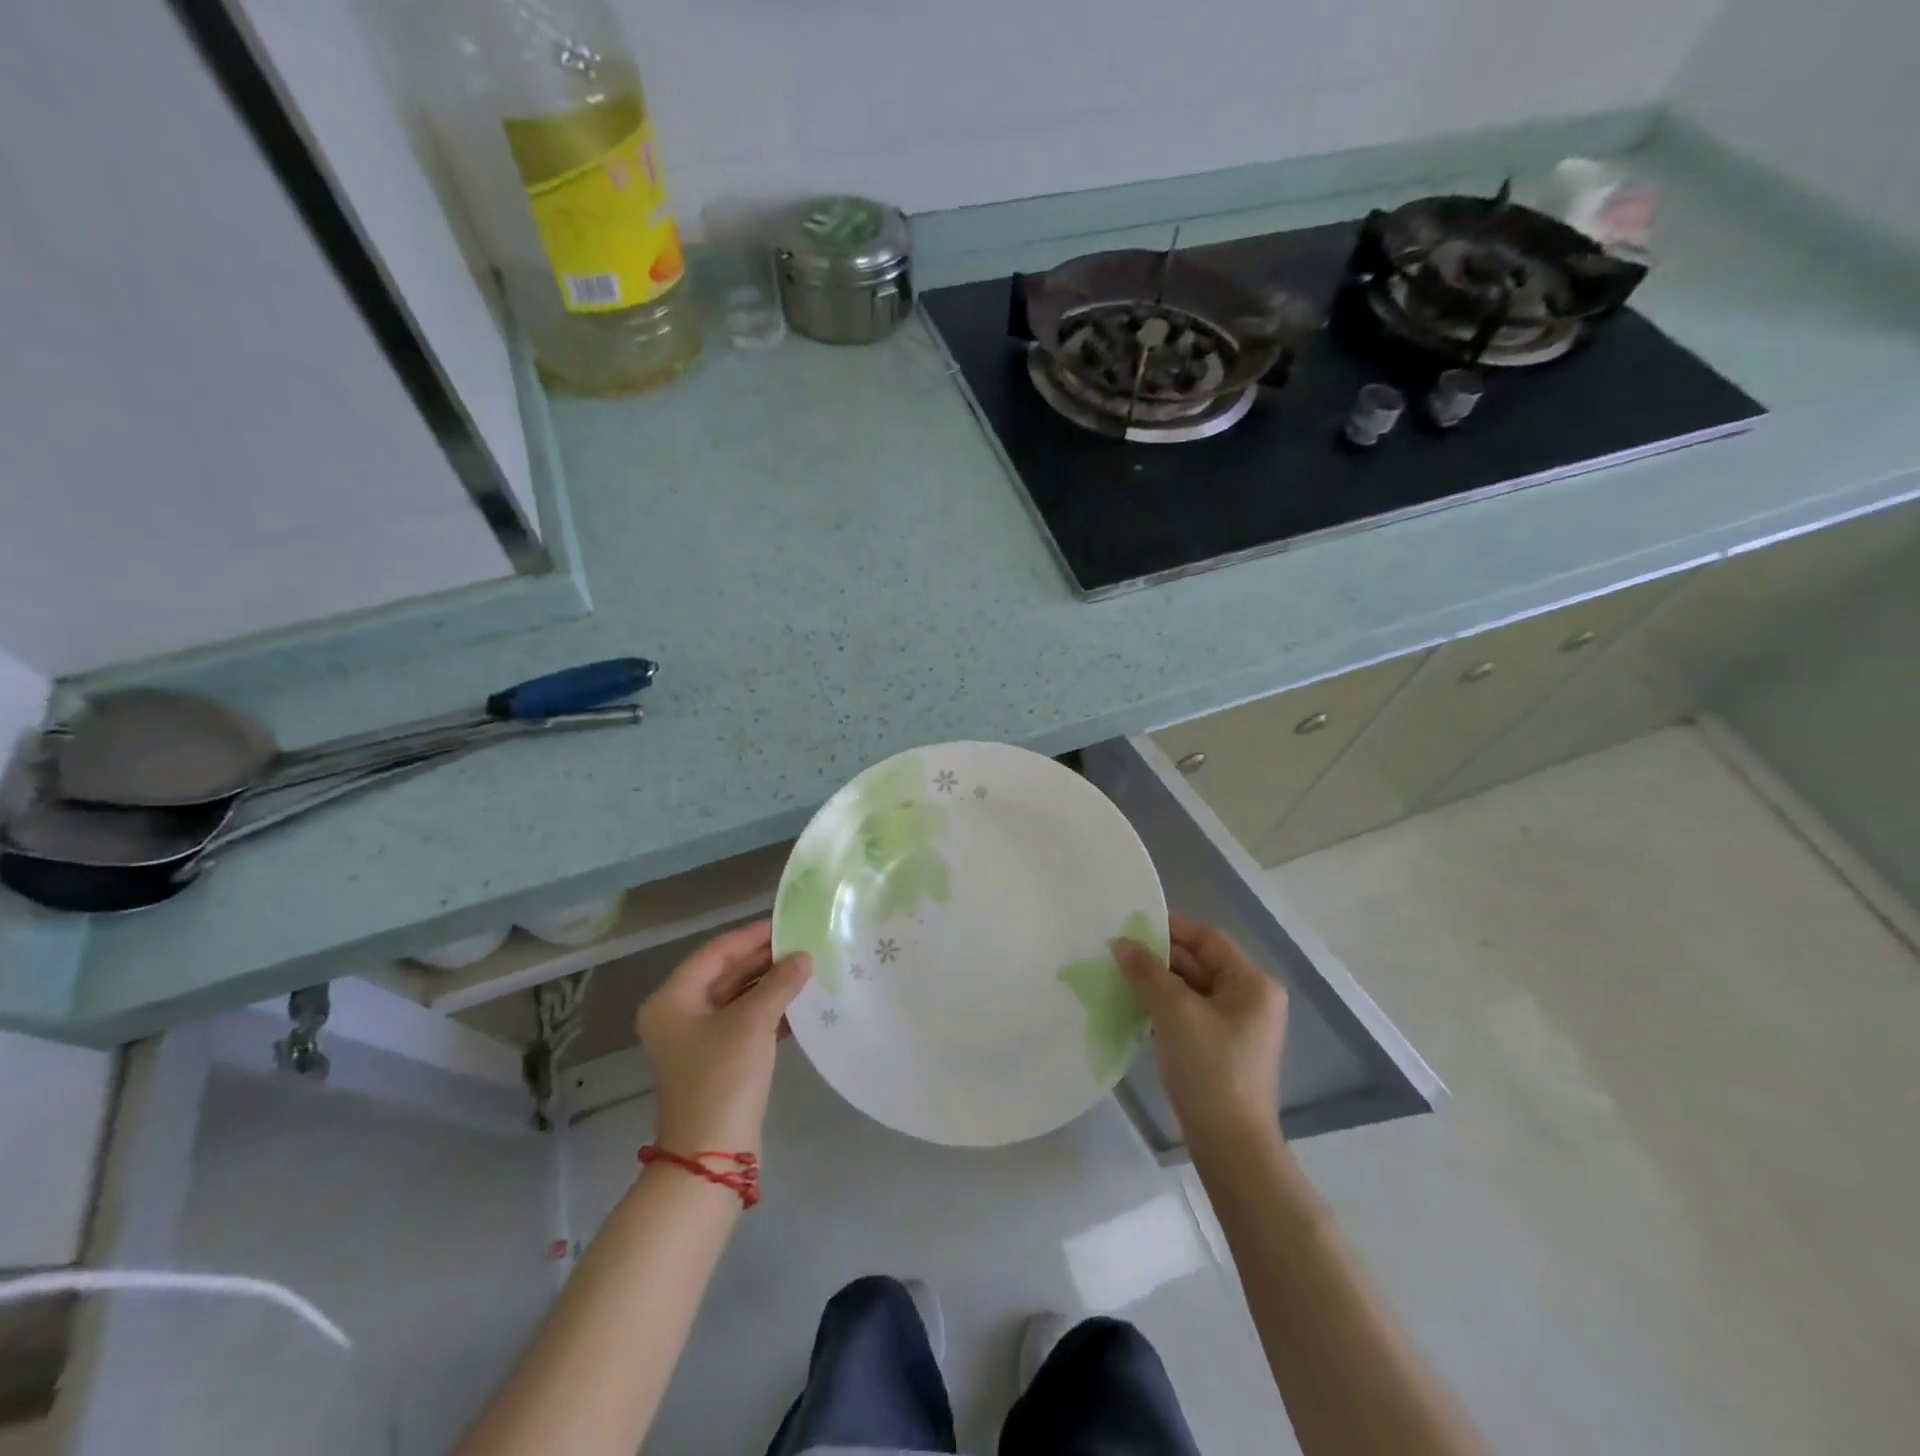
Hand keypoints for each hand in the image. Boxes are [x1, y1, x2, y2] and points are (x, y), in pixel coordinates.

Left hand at [635, 920, 809, 1155]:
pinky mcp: (717, 1060)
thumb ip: (779, 983)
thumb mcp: (753, 1022)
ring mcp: (697, 1039)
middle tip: (803, 945)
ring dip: (771, 985)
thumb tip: (803, 957)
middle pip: (726, 974)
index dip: (752, 936)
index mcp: (673, 999)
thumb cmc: (723, 1078)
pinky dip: (770, 1011)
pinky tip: (800, 1005)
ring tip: (808, 970)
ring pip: (738, 998)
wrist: (712, 1154)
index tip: (787, 924)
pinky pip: (744, 1022)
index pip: (716, 952)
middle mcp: (679, 1014)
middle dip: (765, 961)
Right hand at [1114, 913, 1287, 1151]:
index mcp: (1252, 984)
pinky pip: (1189, 1014)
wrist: (1230, 1146)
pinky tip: (1133, 1006)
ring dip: (1157, 982)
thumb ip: (1146, 971)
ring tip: (1118, 973)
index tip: (1132, 923)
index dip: (1171, 928)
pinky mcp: (1221, 1050)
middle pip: (1199, 963)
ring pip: (1191, 990)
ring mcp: (1237, 1027)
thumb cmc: (1209, 1068)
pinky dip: (1163, 1007)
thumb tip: (1120, 943)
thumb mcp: (1174, 1012)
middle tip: (1117, 949)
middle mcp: (1250, 1000)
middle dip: (1159, 956)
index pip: (1208, 939)